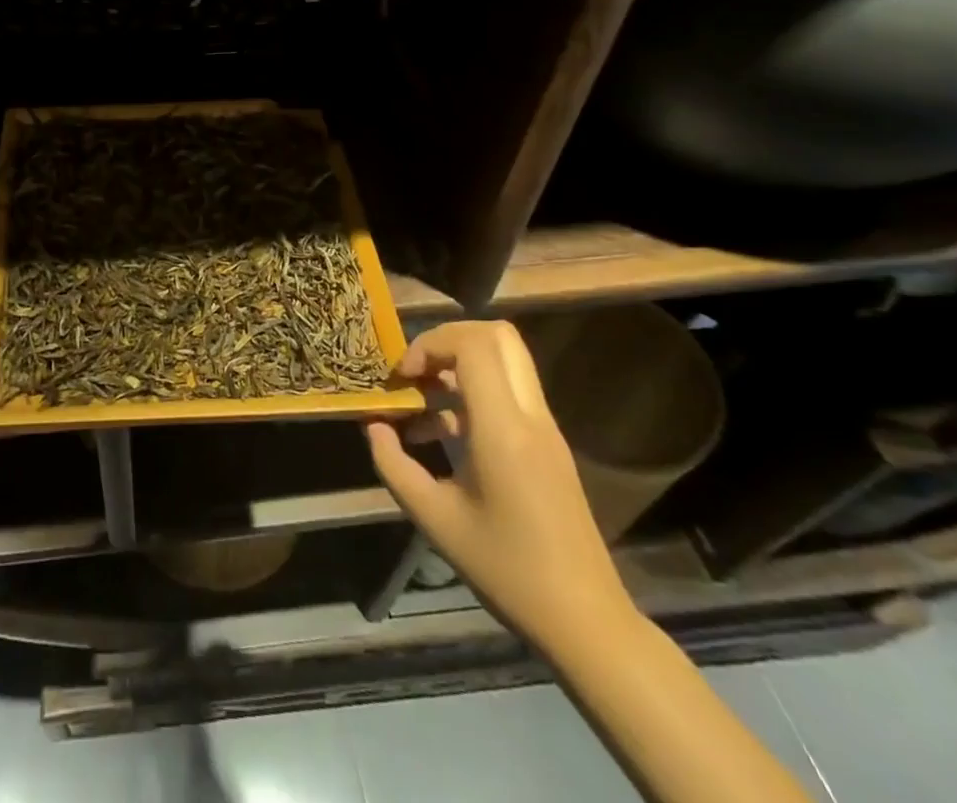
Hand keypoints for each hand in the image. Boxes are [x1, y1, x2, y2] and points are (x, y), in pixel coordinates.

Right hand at [366, 320, 634, 654]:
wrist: (584, 620)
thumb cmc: (506, 570)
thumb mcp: (435, 520)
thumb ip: (394, 466)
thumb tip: (372, 428)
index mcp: (503, 429)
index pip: (473, 345)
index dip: (430, 344)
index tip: (403, 378)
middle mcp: (529, 416)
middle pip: (497, 335)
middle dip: (447, 339)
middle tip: (416, 371)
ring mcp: (544, 428)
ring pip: (505, 359)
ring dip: (459, 364)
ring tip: (421, 400)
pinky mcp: (548, 444)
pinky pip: (509, 391)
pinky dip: (473, 391)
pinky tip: (441, 432)